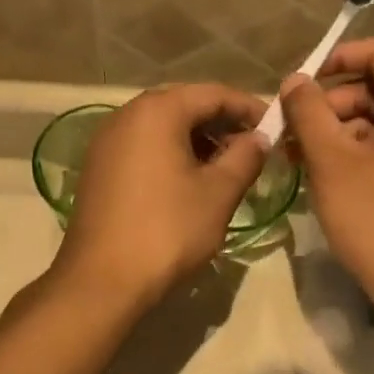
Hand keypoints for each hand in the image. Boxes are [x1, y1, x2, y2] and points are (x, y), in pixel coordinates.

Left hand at [51, 84, 268, 315]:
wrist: (101, 280)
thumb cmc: (167, 231)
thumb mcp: (218, 193)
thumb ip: (245, 157)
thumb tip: (259, 137)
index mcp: (157, 111)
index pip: (213, 93)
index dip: (249, 108)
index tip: (275, 129)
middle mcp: (126, 115)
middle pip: (184, 105)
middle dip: (222, 124)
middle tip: (252, 150)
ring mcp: (106, 141)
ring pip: (162, 127)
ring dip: (197, 140)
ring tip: (225, 169)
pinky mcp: (98, 167)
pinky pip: (142, 147)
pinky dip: (170, 154)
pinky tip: (189, 182)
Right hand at [279, 39, 373, 349]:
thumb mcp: (332, 164)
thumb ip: (309, 113)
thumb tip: (295, 80)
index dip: (343, 57)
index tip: (306, 82)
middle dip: (334, 103)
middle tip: (295, 132)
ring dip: (344, 131)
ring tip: (304, 158)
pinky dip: (365, 151)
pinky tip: (332, 176)